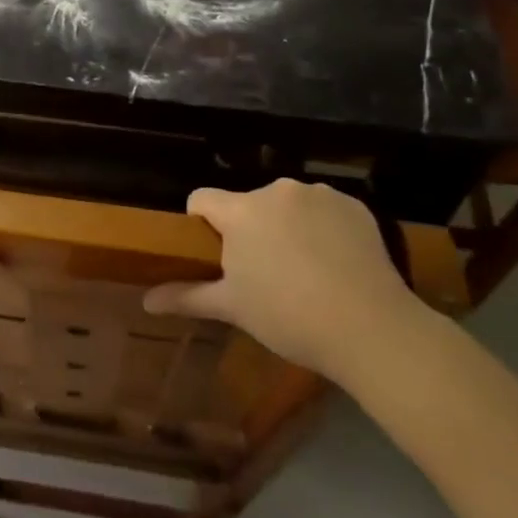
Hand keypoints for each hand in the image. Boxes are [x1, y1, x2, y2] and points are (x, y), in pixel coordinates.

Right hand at [144, 179, 430, 383]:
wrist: (371, 327)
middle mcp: (276, 190)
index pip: (202, 199)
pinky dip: (323, 228)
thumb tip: (146, 301)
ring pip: (287, 205)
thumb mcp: (233, 308)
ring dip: (287, 226)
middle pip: (248, 203)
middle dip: (250, 230)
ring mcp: (318, 194)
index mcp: (241, 211)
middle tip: (264, 273)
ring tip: (306, 270)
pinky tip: (336, 263)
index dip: (202, 224)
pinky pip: (324, 209)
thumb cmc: (289, 317)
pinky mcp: (353, 205)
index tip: (216, 255)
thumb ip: (187, 296)